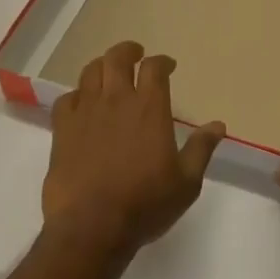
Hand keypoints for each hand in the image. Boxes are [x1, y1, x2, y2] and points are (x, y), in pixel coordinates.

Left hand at [43, 41, 223, 260]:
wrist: (91, 227)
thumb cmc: (145, 204)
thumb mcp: (186, 182)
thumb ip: (201, 149)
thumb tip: (218, 125)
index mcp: (150, 108)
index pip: (155, 68)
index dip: (162, 62)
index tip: (168, 66)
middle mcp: (117, 101)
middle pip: (117, 58)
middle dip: (128, 51)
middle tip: (135, 54)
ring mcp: (85, 113)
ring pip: (90, 72)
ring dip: (102, 66)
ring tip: (109, 72)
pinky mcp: (62, 130)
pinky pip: (67, 99)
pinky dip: (77, 95)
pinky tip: (82, 104)